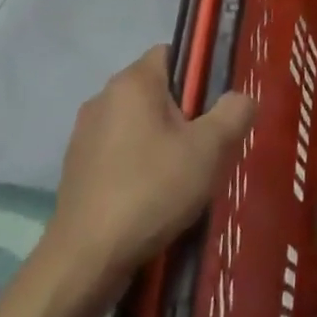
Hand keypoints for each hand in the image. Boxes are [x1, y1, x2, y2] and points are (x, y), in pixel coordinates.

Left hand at [36, 46, 256, 303]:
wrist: (84, 263)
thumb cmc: (151, 191)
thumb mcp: (210, 149)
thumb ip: (234, 112)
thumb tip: (241, 98)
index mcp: (133, 81)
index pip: (173, 53)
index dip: (199, 74)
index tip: (216, 107)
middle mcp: (104, 98)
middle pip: (157, 91)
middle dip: (184, 113)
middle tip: (208, 148)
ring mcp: (84, 135)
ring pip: (138, 124)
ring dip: (160, 143)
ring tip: (183, 179)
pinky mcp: (75, 170)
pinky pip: (119, 154)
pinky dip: (137, 167)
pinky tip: (153, 200)